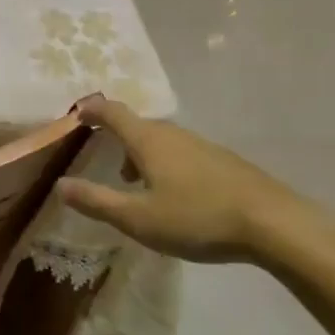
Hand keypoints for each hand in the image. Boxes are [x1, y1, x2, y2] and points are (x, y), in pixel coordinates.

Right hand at [55, 97, 305, 261]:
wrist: (275, 224)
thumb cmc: (198, 217)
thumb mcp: (139, 219)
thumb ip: (97, 201)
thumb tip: (60, 185)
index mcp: (148, 140)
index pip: (112, 112)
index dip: (92, 110)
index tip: (77, 115)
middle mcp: (173, 134)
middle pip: (137, 127)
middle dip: (117, 141)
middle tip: (106, 167)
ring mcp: (202, 145)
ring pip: (162, 142)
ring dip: (143, 157)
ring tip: (138, 188)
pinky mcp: (224, 161)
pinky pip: (183, 153)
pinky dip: (167, 165)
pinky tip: (177, 197)